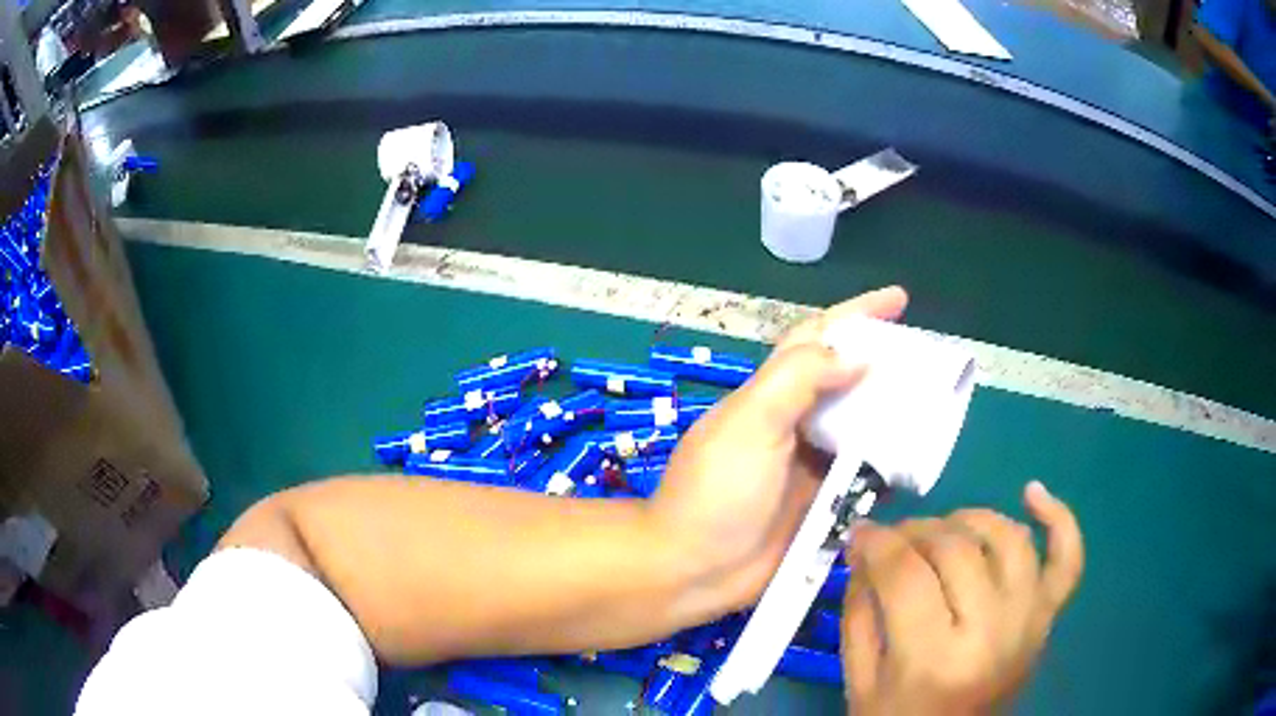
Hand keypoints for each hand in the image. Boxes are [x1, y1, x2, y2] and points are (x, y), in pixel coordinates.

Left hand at [647, 287, 907, 611]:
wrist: (693, 571)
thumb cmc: (717, 492)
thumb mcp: (751, 422)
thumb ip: (799, 379)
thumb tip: (858, 356)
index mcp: (772, 395)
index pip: (819, 338)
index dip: (857, 314)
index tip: (899, 299)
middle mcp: (796, 423)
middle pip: (849, 381)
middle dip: (887, 365)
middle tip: (931, 361)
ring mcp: (811, 466)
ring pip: (863, 427)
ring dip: (896, 414)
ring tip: (938, 405)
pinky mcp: (823, 504)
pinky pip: (865, 477)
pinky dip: (890, 465)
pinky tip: (919, 460)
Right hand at [842, 482, 1084, 714]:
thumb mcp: (860, 680)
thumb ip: (860, 611)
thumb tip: (864, 546)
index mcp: (934, 660)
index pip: (907, 575)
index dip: (878, 543)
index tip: (859, 533)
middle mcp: (992, 633)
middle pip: (957, 550)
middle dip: (915, 532)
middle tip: (893, 539)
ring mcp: (1029, 621)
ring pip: (1008, 539)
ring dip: (970, 520)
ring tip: (943, 531)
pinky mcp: (1048, 617)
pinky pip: (1068, 559)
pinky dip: (1059, 520)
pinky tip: (1033, 493)